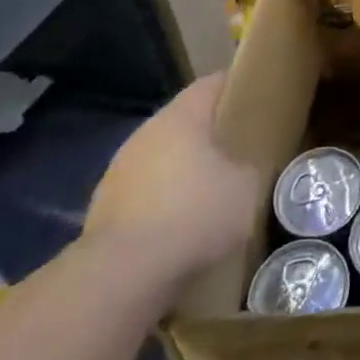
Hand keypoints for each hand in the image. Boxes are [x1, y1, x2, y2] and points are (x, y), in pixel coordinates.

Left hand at [84, 73, 260, 288]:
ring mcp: (119, 172)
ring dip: (183, 171)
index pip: (212, 84)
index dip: (236, 85)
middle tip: (238, 148)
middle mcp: (146, 134)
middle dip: (210, 133)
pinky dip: (162, 204)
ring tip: (210, 193)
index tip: (256, 96)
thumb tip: (243, 170)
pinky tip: (180, 228)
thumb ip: (249, 169)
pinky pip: (144, 194)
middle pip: (184, 122)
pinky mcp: (103, 210)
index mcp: (181, 117)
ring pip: (162, 159)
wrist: (122, 275)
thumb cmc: (193, 215)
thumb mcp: (246, 189)